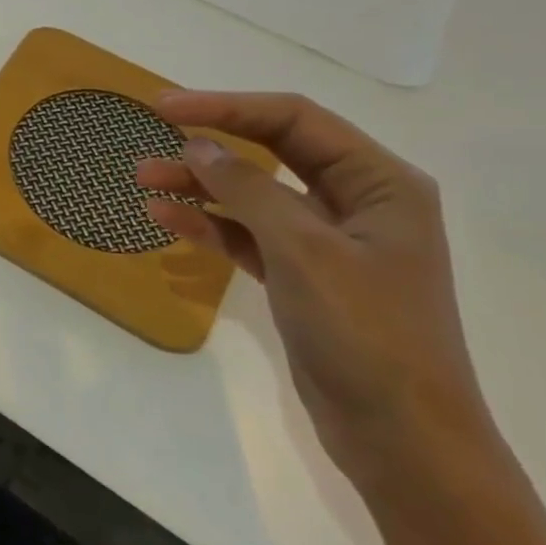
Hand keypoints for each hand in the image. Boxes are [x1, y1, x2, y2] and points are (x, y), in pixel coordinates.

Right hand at [136, 92, 498, 492]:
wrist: (402, 437)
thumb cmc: (367, 334)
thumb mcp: (304, 251)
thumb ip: (249, 191)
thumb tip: (198, 145)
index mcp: (380, 183)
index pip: (294, 121)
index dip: (227, 107)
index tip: (165, 107)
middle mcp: (356, 202)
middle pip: (273, 152)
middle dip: (211, 143)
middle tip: (150, 136)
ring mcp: (327, 242)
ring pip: (254, 195)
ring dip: (201, 185)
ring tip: (143, 179)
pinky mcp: (302, 277)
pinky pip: (248, 236)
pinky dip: (210, 225)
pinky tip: (166, 218)